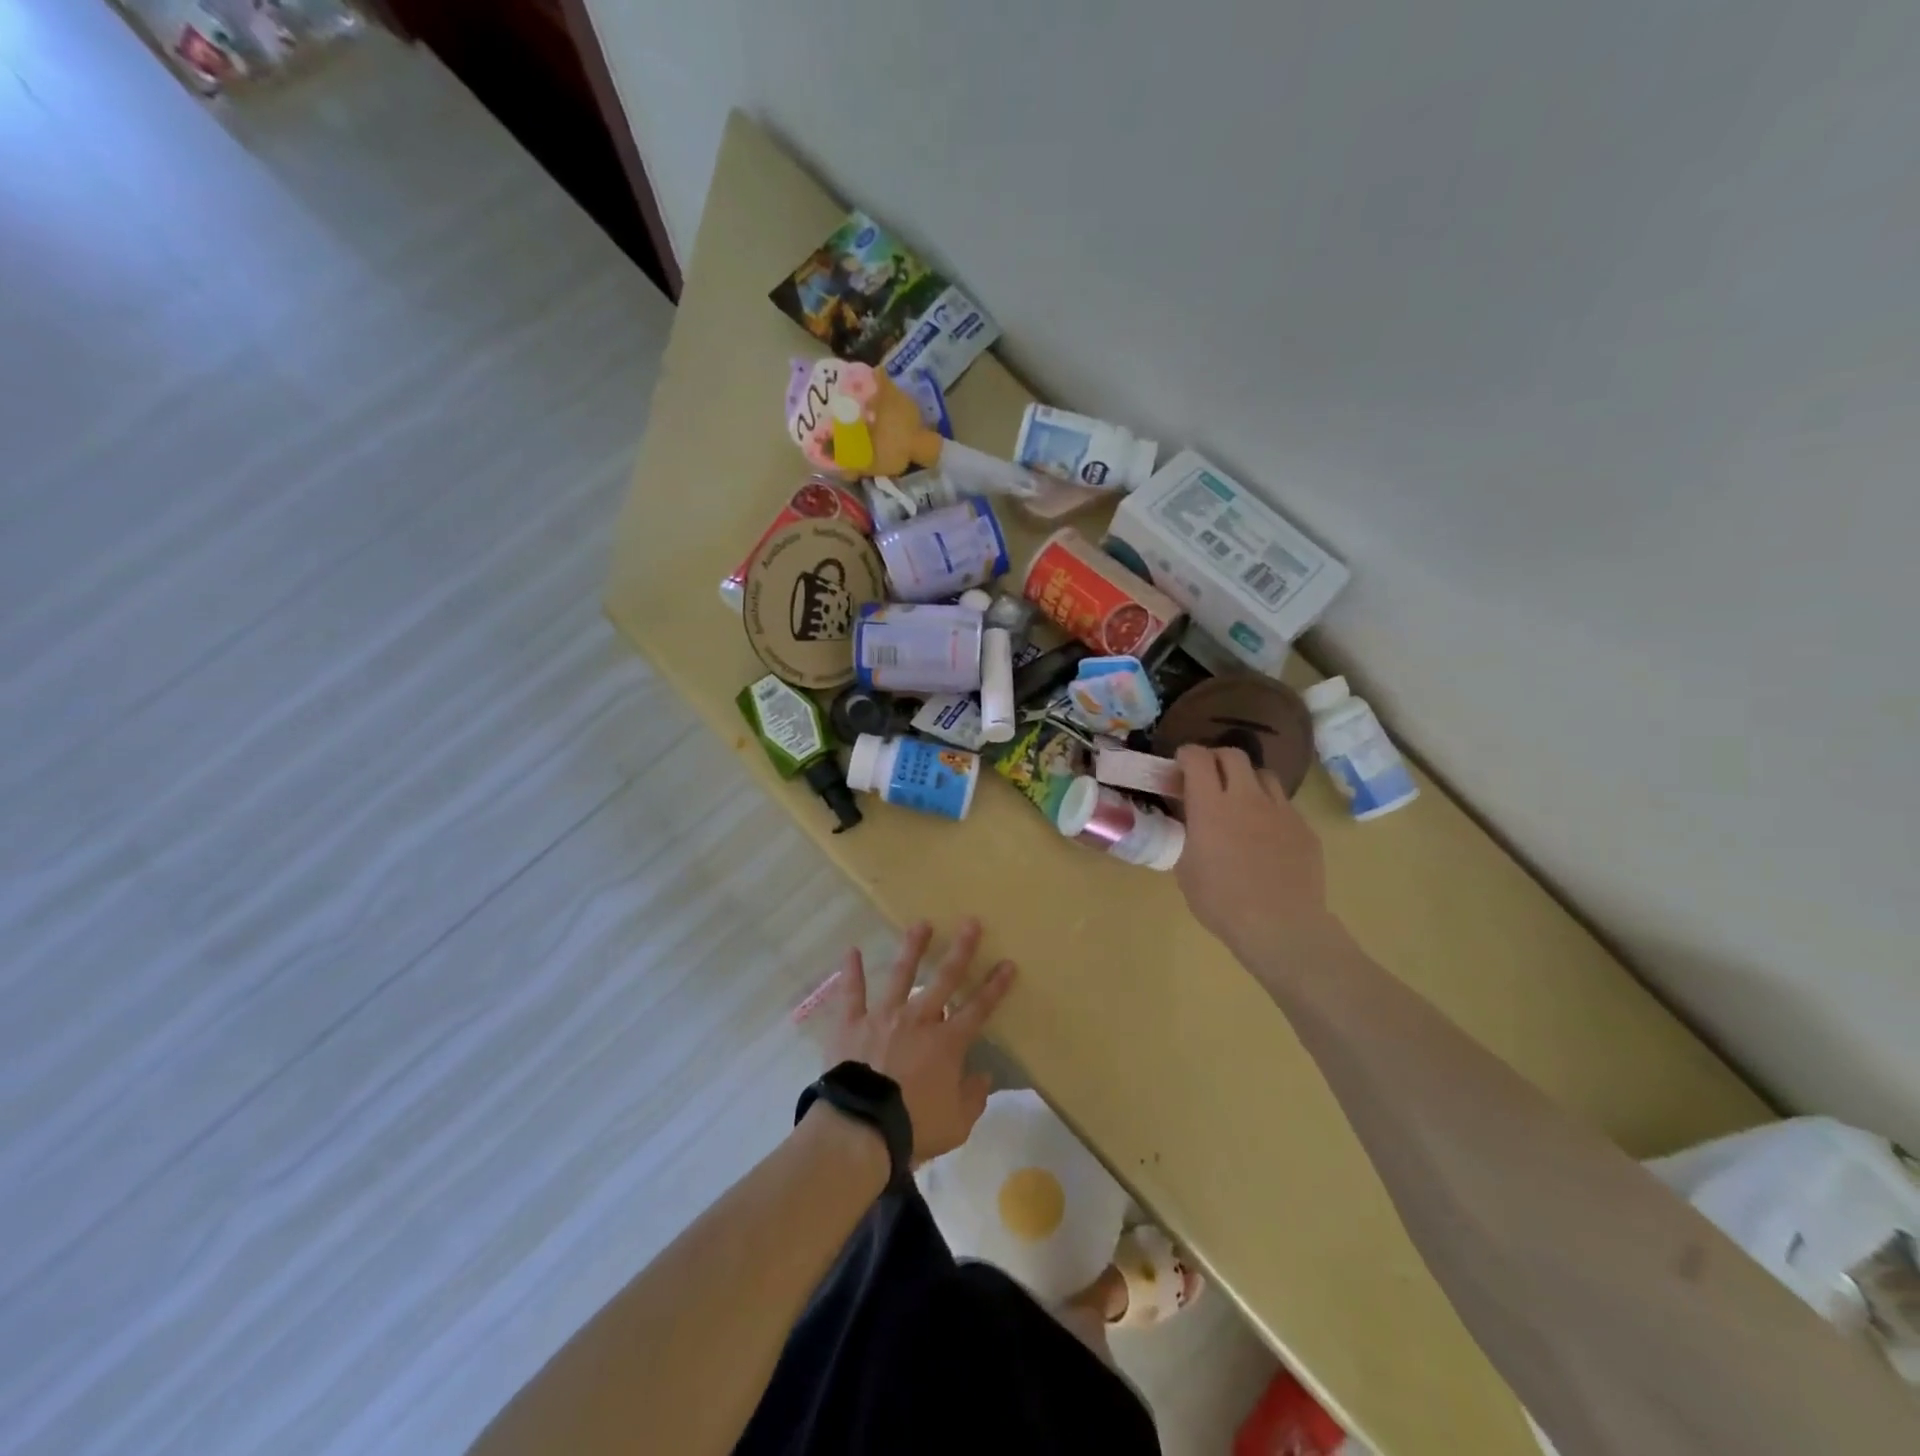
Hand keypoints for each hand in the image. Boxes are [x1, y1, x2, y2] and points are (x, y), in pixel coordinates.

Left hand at [821, 919, 1015, 1165]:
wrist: (862, 1128)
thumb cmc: (914, 1127)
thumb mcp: (957, 1124)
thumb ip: (974, 1097)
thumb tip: (983, 1076)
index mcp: (947, 1042)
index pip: (978, 1008)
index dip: (995, 986)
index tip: (1007, 963)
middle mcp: (918, 1019)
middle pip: (944, 978)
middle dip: (961, 950)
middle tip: (971, 922)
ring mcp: (883, 1016)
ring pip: (901, 974)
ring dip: (913, 947)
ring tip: (921, 923)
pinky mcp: (852, 1023)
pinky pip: (852, 993)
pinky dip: (851, 971)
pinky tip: (852, 950)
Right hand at [1174, 745, 1332, 958]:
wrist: (1280, 927)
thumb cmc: (1221, 901)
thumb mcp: (1186, 868)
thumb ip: (1187, 836)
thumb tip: (1190, 823)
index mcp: (1210, 805)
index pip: (1198, 758)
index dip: (1187, 755)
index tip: (1180, 765)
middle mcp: (1247, 798)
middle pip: (1234, 755)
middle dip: (1217, 759)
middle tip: (1208, 777)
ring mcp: (1281, 811)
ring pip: (1264, 775)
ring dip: (1247, 780)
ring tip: (1240, 802)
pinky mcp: (1304, 829)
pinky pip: (1284, 806)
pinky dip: (1269, 810)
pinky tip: (1265, 837)